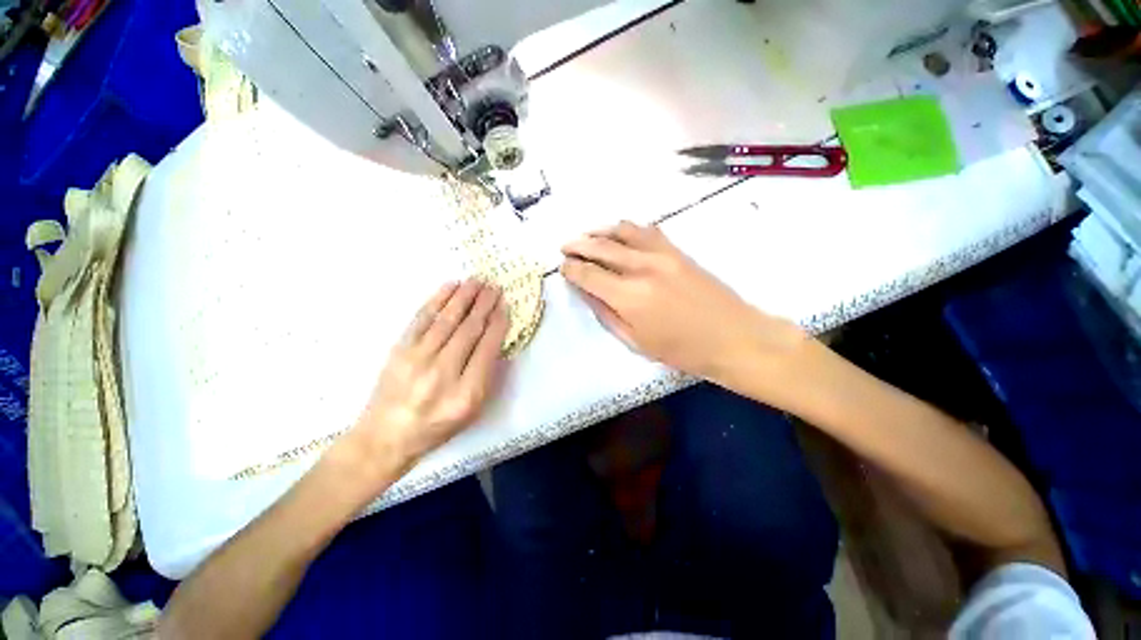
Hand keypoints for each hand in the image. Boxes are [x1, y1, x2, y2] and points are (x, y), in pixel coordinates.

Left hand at [351, 280, 508, 472]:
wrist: (386, 435)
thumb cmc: (437, 425)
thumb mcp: (472, 410)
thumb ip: (486, 376)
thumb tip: (494, 339)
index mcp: (466, 393)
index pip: (488, 348)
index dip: (498, 324)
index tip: (505, 306)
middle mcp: (443, 373)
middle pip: (469, 330)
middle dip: (484, 304)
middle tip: (494, 286)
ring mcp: (417, 359)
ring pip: (447, 319)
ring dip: (464, 296)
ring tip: (477, 281)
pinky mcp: (399, 350)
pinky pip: (422, 318)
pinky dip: (438, 299)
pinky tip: (450, 287)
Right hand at [560, 222, 806, 383]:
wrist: (733, 337)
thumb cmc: (682, 350)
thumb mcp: (636, 342)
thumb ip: (606, 314)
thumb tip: (587, 292)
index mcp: (629, 297)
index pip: (588, 274)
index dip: (571, 269)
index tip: (562, 267)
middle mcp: (642, 268)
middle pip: (600, 247)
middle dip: (578, 245)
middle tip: (565, 247)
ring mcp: (662, 254)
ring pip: (621, 231)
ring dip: (599, 231)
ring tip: (586, 236)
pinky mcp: (677, 250)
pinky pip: (646, 230)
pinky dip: (626, 229)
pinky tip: (619, 234)